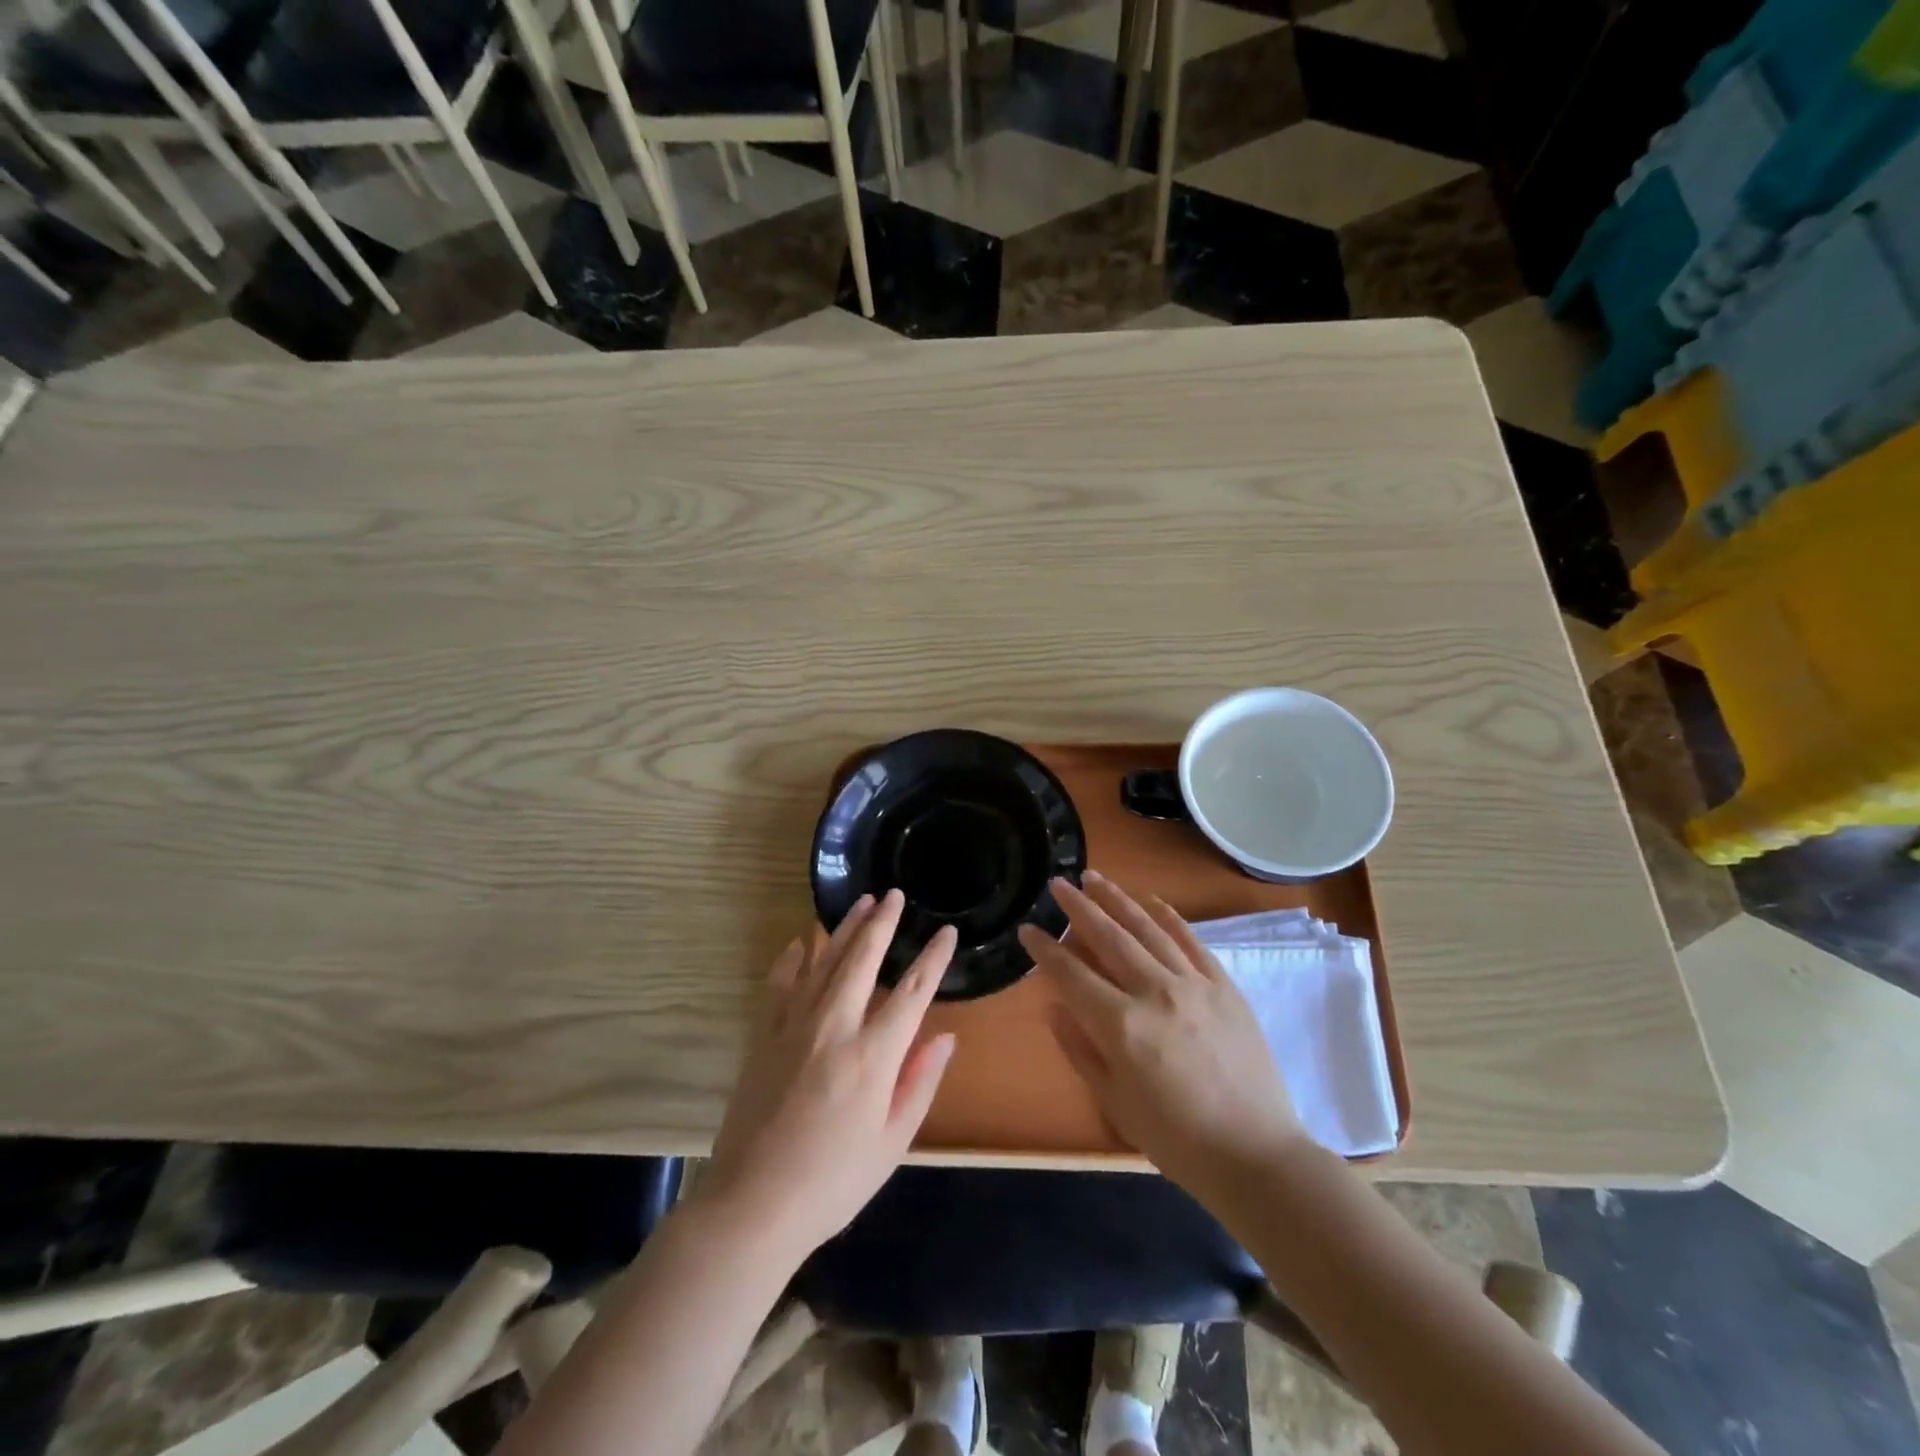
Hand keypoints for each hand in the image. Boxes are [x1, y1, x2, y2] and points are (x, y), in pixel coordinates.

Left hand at [697, 889, 956, 1262]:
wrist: (752, 1206)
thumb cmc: (833, 1183)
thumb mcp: (891, 1143)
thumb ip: (920, 1084)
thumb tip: (945, 1037)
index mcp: (873, 1056)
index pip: (913, 993)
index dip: (933, 959)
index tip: (946, 932)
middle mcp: (835, 1028)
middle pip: (863, 960)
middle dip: (882, 923)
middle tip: (894, 894)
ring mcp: (794, 1028)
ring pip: (823, 962)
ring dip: (844, 929)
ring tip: (860, 902)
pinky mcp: (764, 1037)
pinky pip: (780, 985)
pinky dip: (792, 960)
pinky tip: (799, 943)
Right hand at [1018, 871, 1307, 1198]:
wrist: (1256, 1155)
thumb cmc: (1177, 1140)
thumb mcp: (1115, 1104)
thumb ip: (1080, 1050)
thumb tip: (1054, 1006)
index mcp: (1122, 1026)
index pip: (1072, 975)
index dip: (1045, 951)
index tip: (1027, 929)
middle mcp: (1155, 992)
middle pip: (1108, 937)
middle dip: (1078, 907)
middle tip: (1058, 884)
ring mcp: (1194, 984)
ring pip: (1148, 929)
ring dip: (1118, 900)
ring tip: (1095, 878)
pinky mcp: (1224, 986)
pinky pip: (1192, 941)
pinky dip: (1170, 917)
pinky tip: (1152, 902)